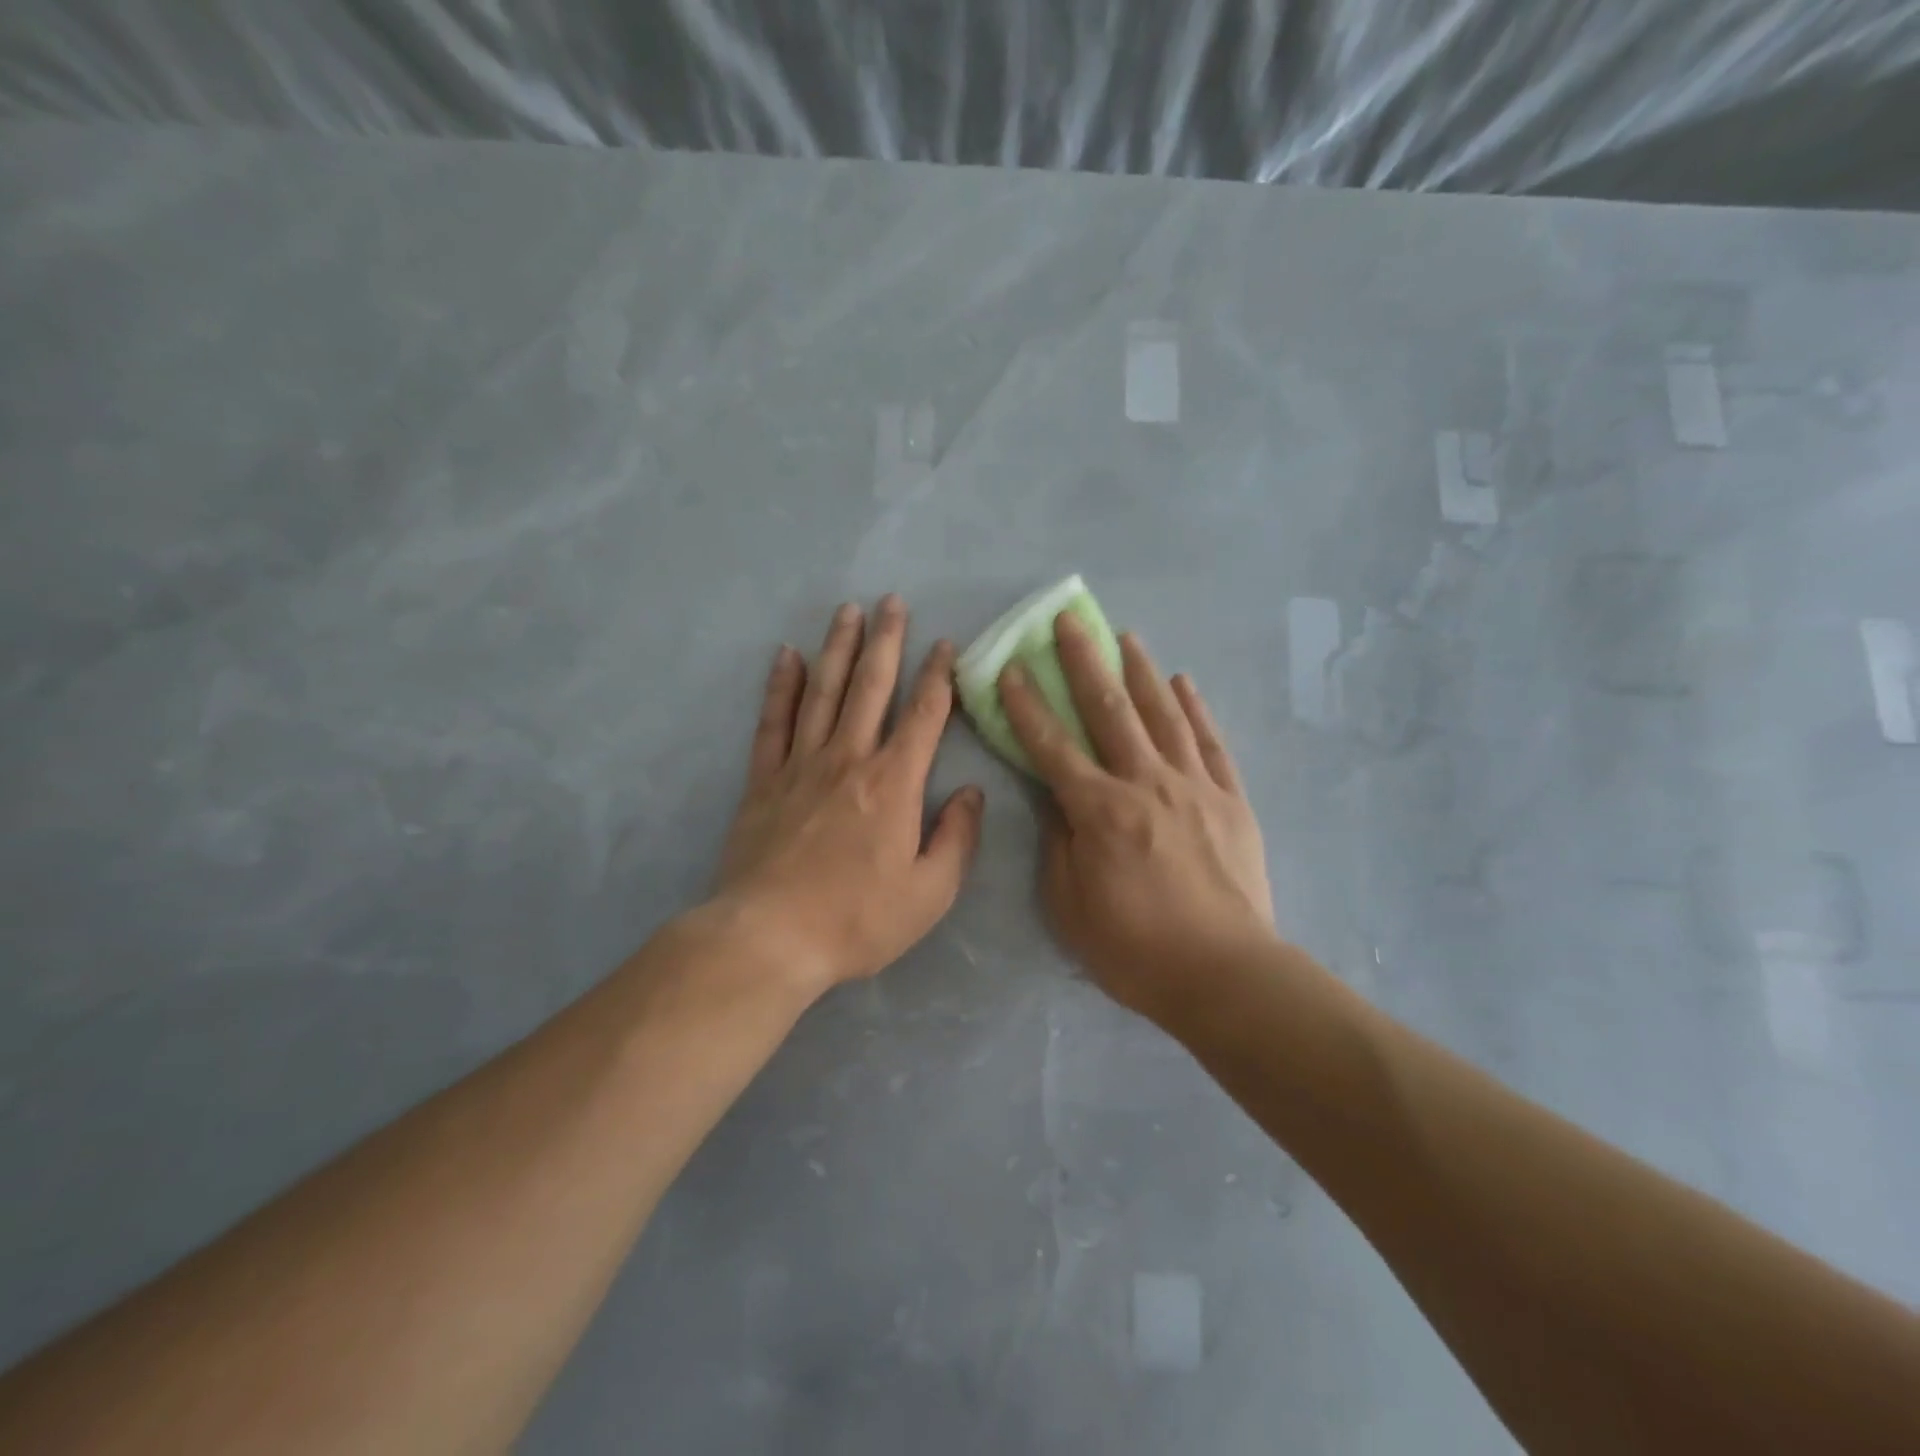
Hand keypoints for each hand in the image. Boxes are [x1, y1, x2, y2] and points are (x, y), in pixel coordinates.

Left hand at [711, 595, 984, 992]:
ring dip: (838, 649)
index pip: (924, 716)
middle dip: (886, 641)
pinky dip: (781, 686)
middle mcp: (848, 759)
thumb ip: (957, 838)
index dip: (938, 676)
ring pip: (823, 692)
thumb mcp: (930, 893)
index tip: (945, 645)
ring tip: (848, 612)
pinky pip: (773, 722)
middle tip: (892, 601)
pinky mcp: (764, 781)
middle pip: (871, 687)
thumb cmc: (857, 919)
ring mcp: (801, 765)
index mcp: (894, 783)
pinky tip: (787, 656)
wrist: (771, 938)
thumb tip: (972, 792)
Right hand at [999, 614, 1275, 1023]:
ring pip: (1162, 715)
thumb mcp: (1070, 905)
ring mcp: (1193, 786)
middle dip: (1084, 663)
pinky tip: (1183, 681)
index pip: (1052, 746)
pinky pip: (1210, 742)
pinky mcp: (1230, 799)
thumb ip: (1059, 843)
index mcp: (1099, 811)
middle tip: (1069, 621)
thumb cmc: (1134, 948)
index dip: (1026, 706)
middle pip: (1109, 712)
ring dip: (1140, 672)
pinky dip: (1194, 708)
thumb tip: (1056, 798)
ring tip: (1125, 636)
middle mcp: (1145, 784)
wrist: (1224, 973)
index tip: (1010, 669)